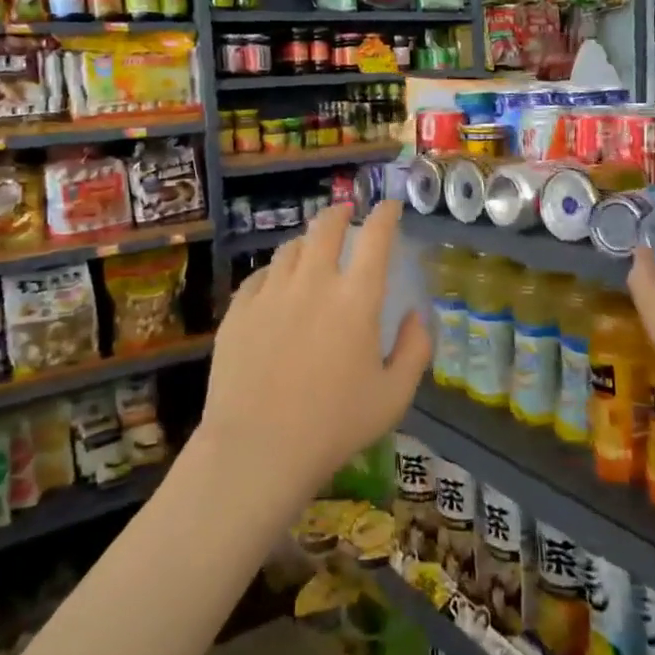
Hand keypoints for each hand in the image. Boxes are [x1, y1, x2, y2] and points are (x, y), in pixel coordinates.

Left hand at [200, 201, 429, 498]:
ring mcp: (271, 293)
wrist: (257, 448)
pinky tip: (277, 284)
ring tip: (313, 248)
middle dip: (340, 213)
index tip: (389, 206)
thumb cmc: (335, 425)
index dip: (385, 215)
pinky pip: (260, 277)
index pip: (375, 238)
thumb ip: (414, 349)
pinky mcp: (239, 311)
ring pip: (290, 248)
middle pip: (326, 227)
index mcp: (356, 299)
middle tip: (346, 213)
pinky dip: (276, 272)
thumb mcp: (394, 396)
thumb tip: (416, 315)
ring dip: (308, 241)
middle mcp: (313, 282)